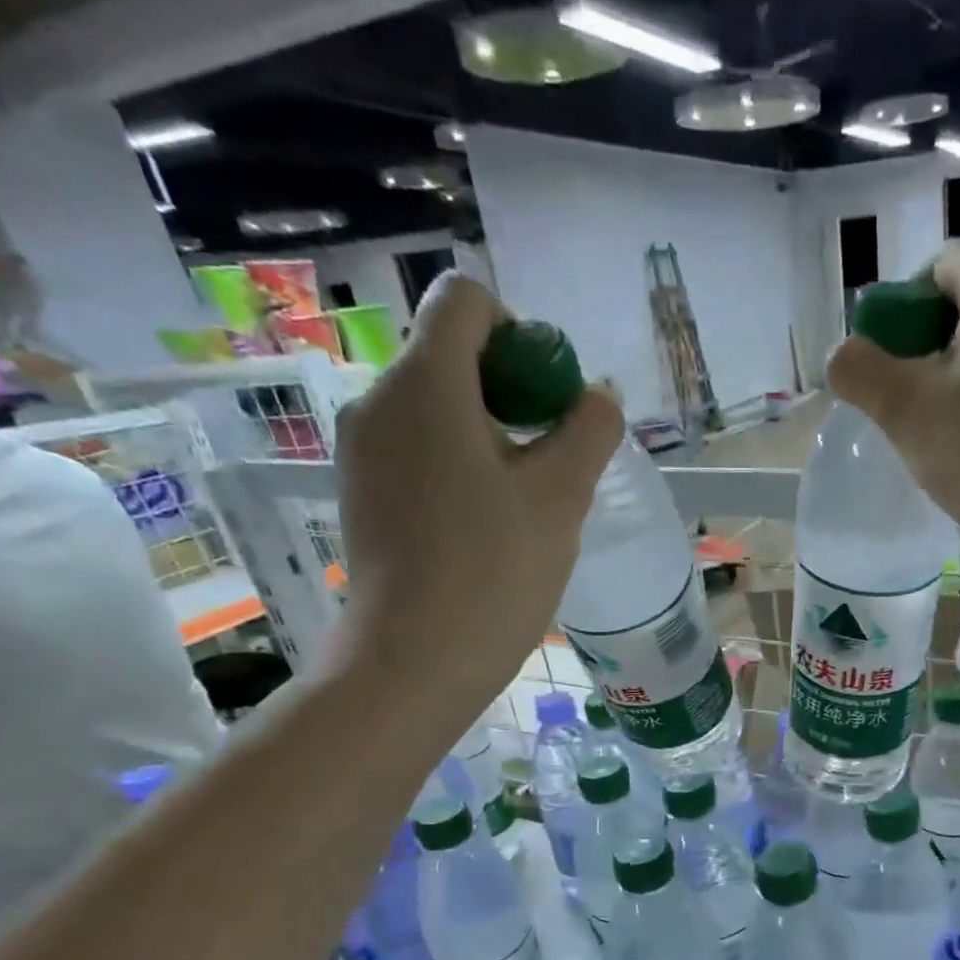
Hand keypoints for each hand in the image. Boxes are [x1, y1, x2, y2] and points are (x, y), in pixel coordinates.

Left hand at [334, 272, 622, 711]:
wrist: (415, 659)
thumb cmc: (494, 570)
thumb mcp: (561, 496)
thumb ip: (589, 431)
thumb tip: (598, 396)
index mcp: (425, 383)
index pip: (465, 300)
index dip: (520, 333)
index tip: (548, 402)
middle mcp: (379, 398)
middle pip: (452, 354)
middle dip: (512, 392)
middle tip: (550, 462)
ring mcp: (363, 448)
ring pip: (437, 407)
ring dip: (489, 433)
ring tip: (522, 502)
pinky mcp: (362, 490)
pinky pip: (417, 448)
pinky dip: (458, 464)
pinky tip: (484, 524)